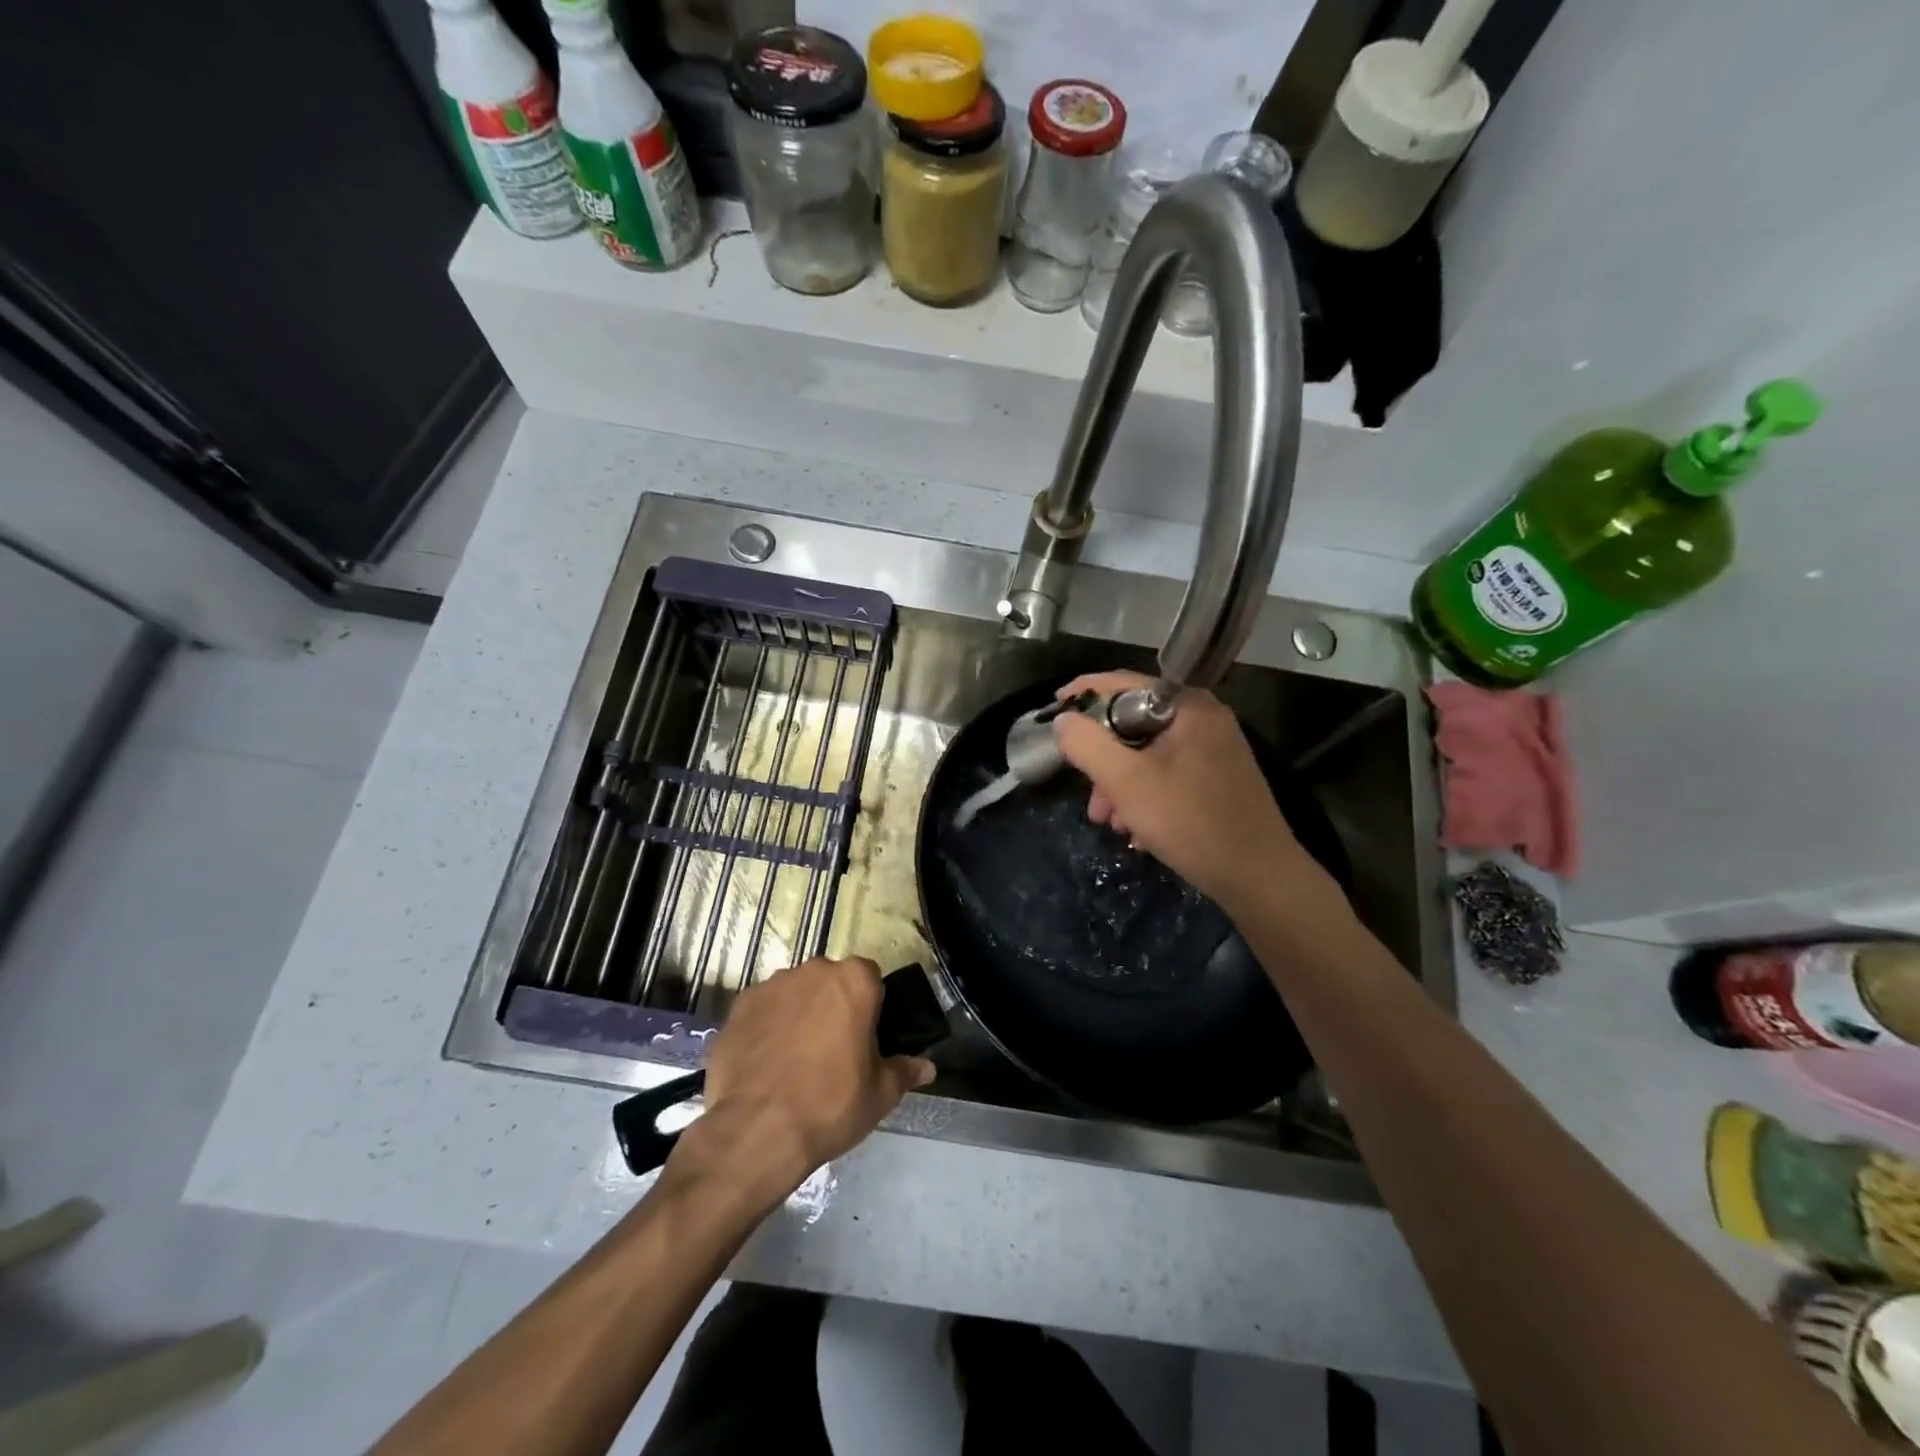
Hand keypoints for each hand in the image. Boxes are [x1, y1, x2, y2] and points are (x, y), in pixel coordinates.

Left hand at [666, 957, 934, 1202]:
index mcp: (854, 980)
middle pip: (831, 982)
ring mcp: (772, 985)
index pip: (871, 978)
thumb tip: (927, 1067)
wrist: (757, 1131)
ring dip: (800, 1014)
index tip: (865, 1037)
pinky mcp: (739, 1006)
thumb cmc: (831, 1105)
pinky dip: (767, 1028)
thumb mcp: (880, 1094)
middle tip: (834, 1050)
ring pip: (795, 993)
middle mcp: (813, 971)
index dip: (871, 1006)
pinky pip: (763, 1010)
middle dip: (834, 1006)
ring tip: (795, 1060)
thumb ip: (905, 1071)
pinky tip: (766, 1064)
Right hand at [1051, 672, 1337, 916]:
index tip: (1054, 707)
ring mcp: (1214, 749)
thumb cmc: (1190, 821)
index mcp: (1189, 707)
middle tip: (1084, 789)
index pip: (1125, 684)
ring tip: (1107, 820)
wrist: (1259, 877)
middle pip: (1135, 723)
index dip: (1085, 693)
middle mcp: (1205, 719)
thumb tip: (1064, 720)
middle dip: (1102, 758)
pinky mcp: (1218, 778)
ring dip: (1120, 783)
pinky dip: (1144, 794)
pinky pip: (1167, 773)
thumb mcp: (1126, 782)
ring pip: (1148, 753)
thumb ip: (1087, 745)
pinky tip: (1134, 829)